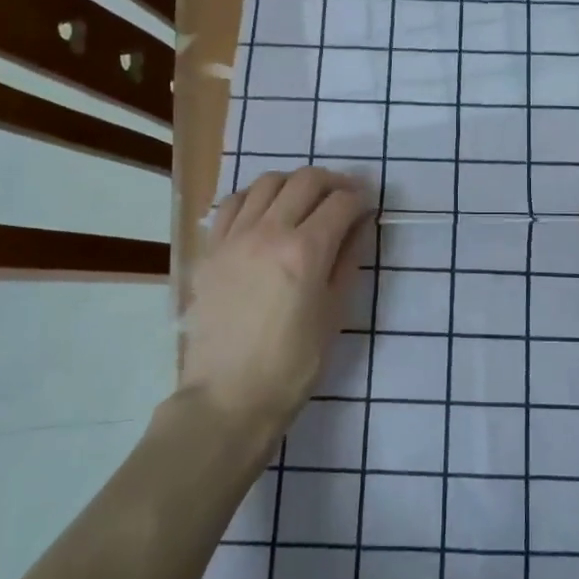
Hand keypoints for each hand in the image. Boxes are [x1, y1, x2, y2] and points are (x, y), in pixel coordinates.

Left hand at [184, 167, 371, 424]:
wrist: (228, 398)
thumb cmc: (292, 364)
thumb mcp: (334, 314)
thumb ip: (348, 261)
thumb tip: (359, 225)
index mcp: (306, 251)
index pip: (341, 202)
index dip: (361, 198)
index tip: (368, 205)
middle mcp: (269, 231)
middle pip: (306, 180)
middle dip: (333, 182)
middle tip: (344, 197)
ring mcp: (234, 237)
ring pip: (268, 182)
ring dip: (294, 183)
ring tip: (304, 201)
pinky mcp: (210, 249)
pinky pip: (233, 203)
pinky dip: (255, 197)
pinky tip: (265, 212)